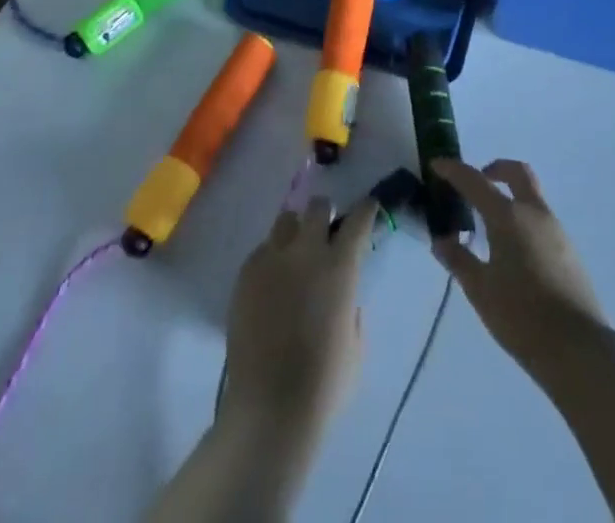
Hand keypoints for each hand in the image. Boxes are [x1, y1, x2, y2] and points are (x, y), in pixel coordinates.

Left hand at [220, 195, 379, 439]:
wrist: (269, 408)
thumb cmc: (324, 385)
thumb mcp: (356, 345)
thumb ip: (352, 308)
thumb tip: (344, 296)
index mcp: (340, 267)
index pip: (358, 220)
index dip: (366, 211)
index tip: (368, 208)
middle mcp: (306, 251)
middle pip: (317, 207)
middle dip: (324, 213)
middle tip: (325, 231)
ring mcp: (272, 258)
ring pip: (286, 221)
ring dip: (295, 231)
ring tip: (295, 254)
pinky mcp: (245, 273)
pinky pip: (262, 250)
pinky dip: (272, 258)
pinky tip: (272, 284)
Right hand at [431, 158, 607, 374]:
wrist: (579, 349)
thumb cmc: (521, 316)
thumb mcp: (480, 290)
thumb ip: (459, 260)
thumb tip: (441, 241)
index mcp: (508, 216)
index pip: (475, 181)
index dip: (453, 170)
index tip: (437, 165)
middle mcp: (534, 213)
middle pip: (517, 172)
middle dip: (495, 169)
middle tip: (476, 183)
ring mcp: (556, 230)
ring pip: (531, 196)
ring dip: (511, 196)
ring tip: (490, 225)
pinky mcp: (569, 251)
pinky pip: (541, 219)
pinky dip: (523, 219)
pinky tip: (513, 250)